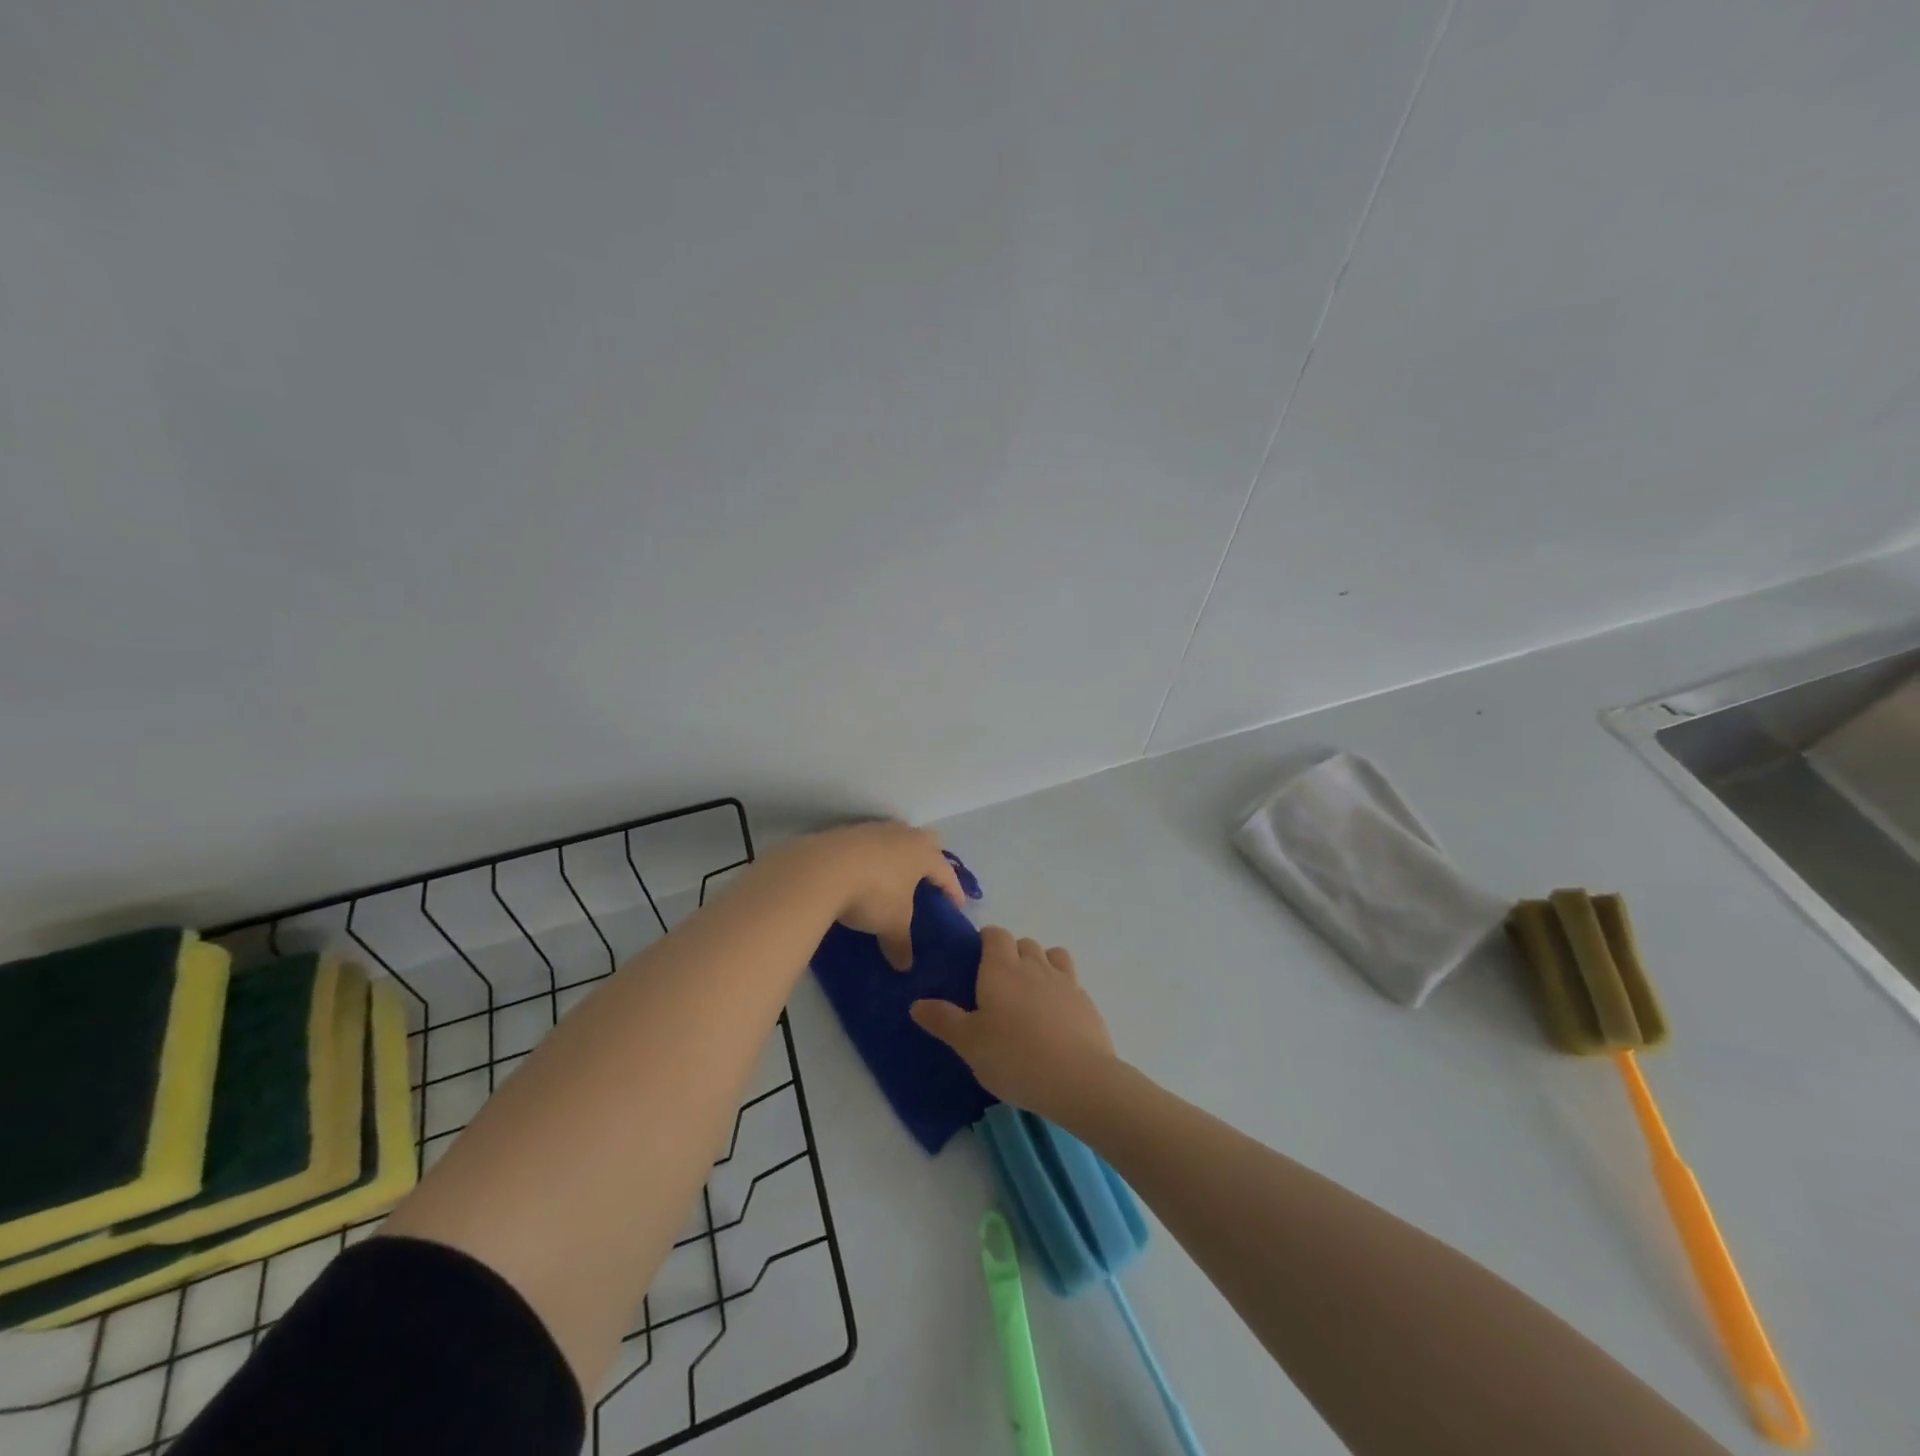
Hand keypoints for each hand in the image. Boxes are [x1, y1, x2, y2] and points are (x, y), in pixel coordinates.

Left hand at [785, 822, 963, 968]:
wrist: (822, 869)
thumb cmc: (873, 894)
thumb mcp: (892, 924)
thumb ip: (901, 943)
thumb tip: (905, 965)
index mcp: (923, 853)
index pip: (947, 872)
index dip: (954, 891)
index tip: (957, 907)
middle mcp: (903, 835)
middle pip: (926, 841)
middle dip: (930, 859)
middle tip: (926, 882)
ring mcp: (874, 829)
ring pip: (895, 838)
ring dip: (897, 856)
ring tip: (892, 879)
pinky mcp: (847, 832)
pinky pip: (869, 844)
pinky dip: (871, 858)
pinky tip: (862, 875)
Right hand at [910, 927, 1116, 1120]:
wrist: (1077, 1078)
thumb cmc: (1014, 1057)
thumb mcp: (969, 1044)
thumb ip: (943, 1020)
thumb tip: (917, 1003)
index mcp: (1001, 969)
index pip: (996, 934)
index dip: (987, 939)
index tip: (977, 958)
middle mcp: (1034, 966)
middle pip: (1024, 943)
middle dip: (1012, 953)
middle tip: (999, 984)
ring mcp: (1065, 981)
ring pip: (1052, 955)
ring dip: (1040, 963)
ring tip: (1030, 992)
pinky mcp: (1087, 1001)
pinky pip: (1071, 980)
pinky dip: (1061, 987)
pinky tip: (1055, 1015)